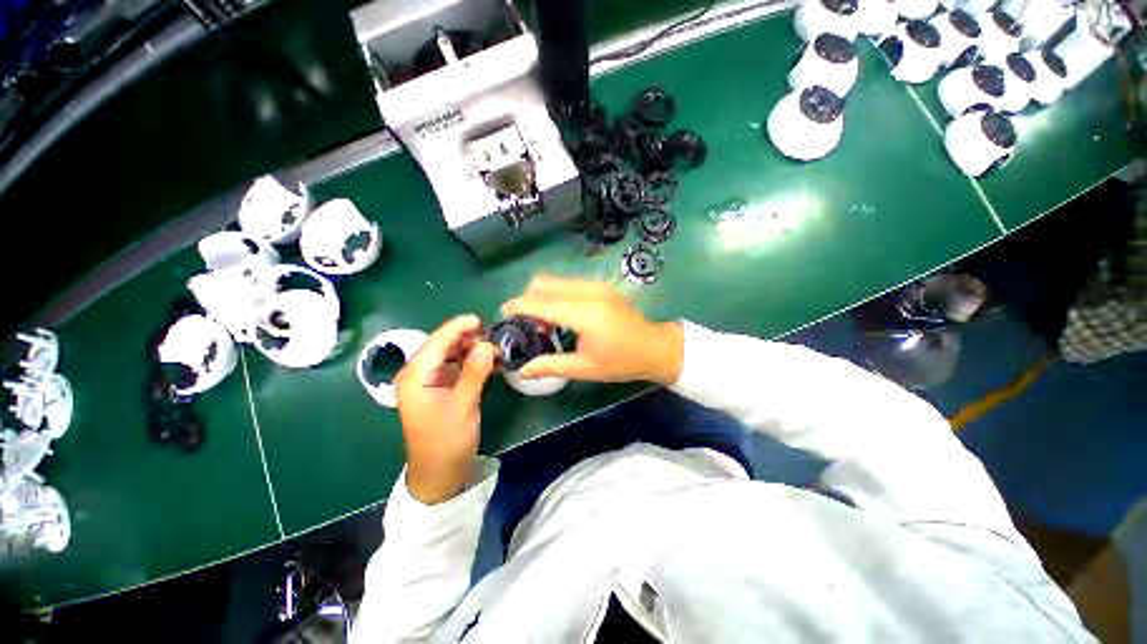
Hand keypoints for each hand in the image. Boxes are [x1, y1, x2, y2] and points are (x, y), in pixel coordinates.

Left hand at [395, 315, 495, 503]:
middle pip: (443, 345)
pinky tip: (489, 361)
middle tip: (493, 336)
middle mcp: (419, 374)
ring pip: (452, 355)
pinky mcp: (442, 389)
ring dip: (472, 349)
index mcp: (415, 376)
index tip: (480, 319)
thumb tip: (487, 345)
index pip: (436, 342)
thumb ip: (475, 372)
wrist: (440, 473)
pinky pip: (458, 367)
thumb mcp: (462, 405)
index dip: (458, 328)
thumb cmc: (446, 441)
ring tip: (495, 348)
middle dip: (467, 338)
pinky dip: (473, 362)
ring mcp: (431, 381)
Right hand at [502, 275, 683, 385]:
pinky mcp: (601, 285)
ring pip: (557, 280)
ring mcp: (597, 285)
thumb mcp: (585, 368)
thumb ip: (551, 366)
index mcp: (585, 314)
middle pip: (546, 284)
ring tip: (540, 319)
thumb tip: (521, 370)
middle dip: (529, 298)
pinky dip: (556, 293)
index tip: (503, 311)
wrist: (655, 347)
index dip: (520, 305)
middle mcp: (589, 292)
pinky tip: (559, 313)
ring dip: (542, 294)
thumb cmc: (621, 362)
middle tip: (523, 320)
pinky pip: (569, 283)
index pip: (543, 303)